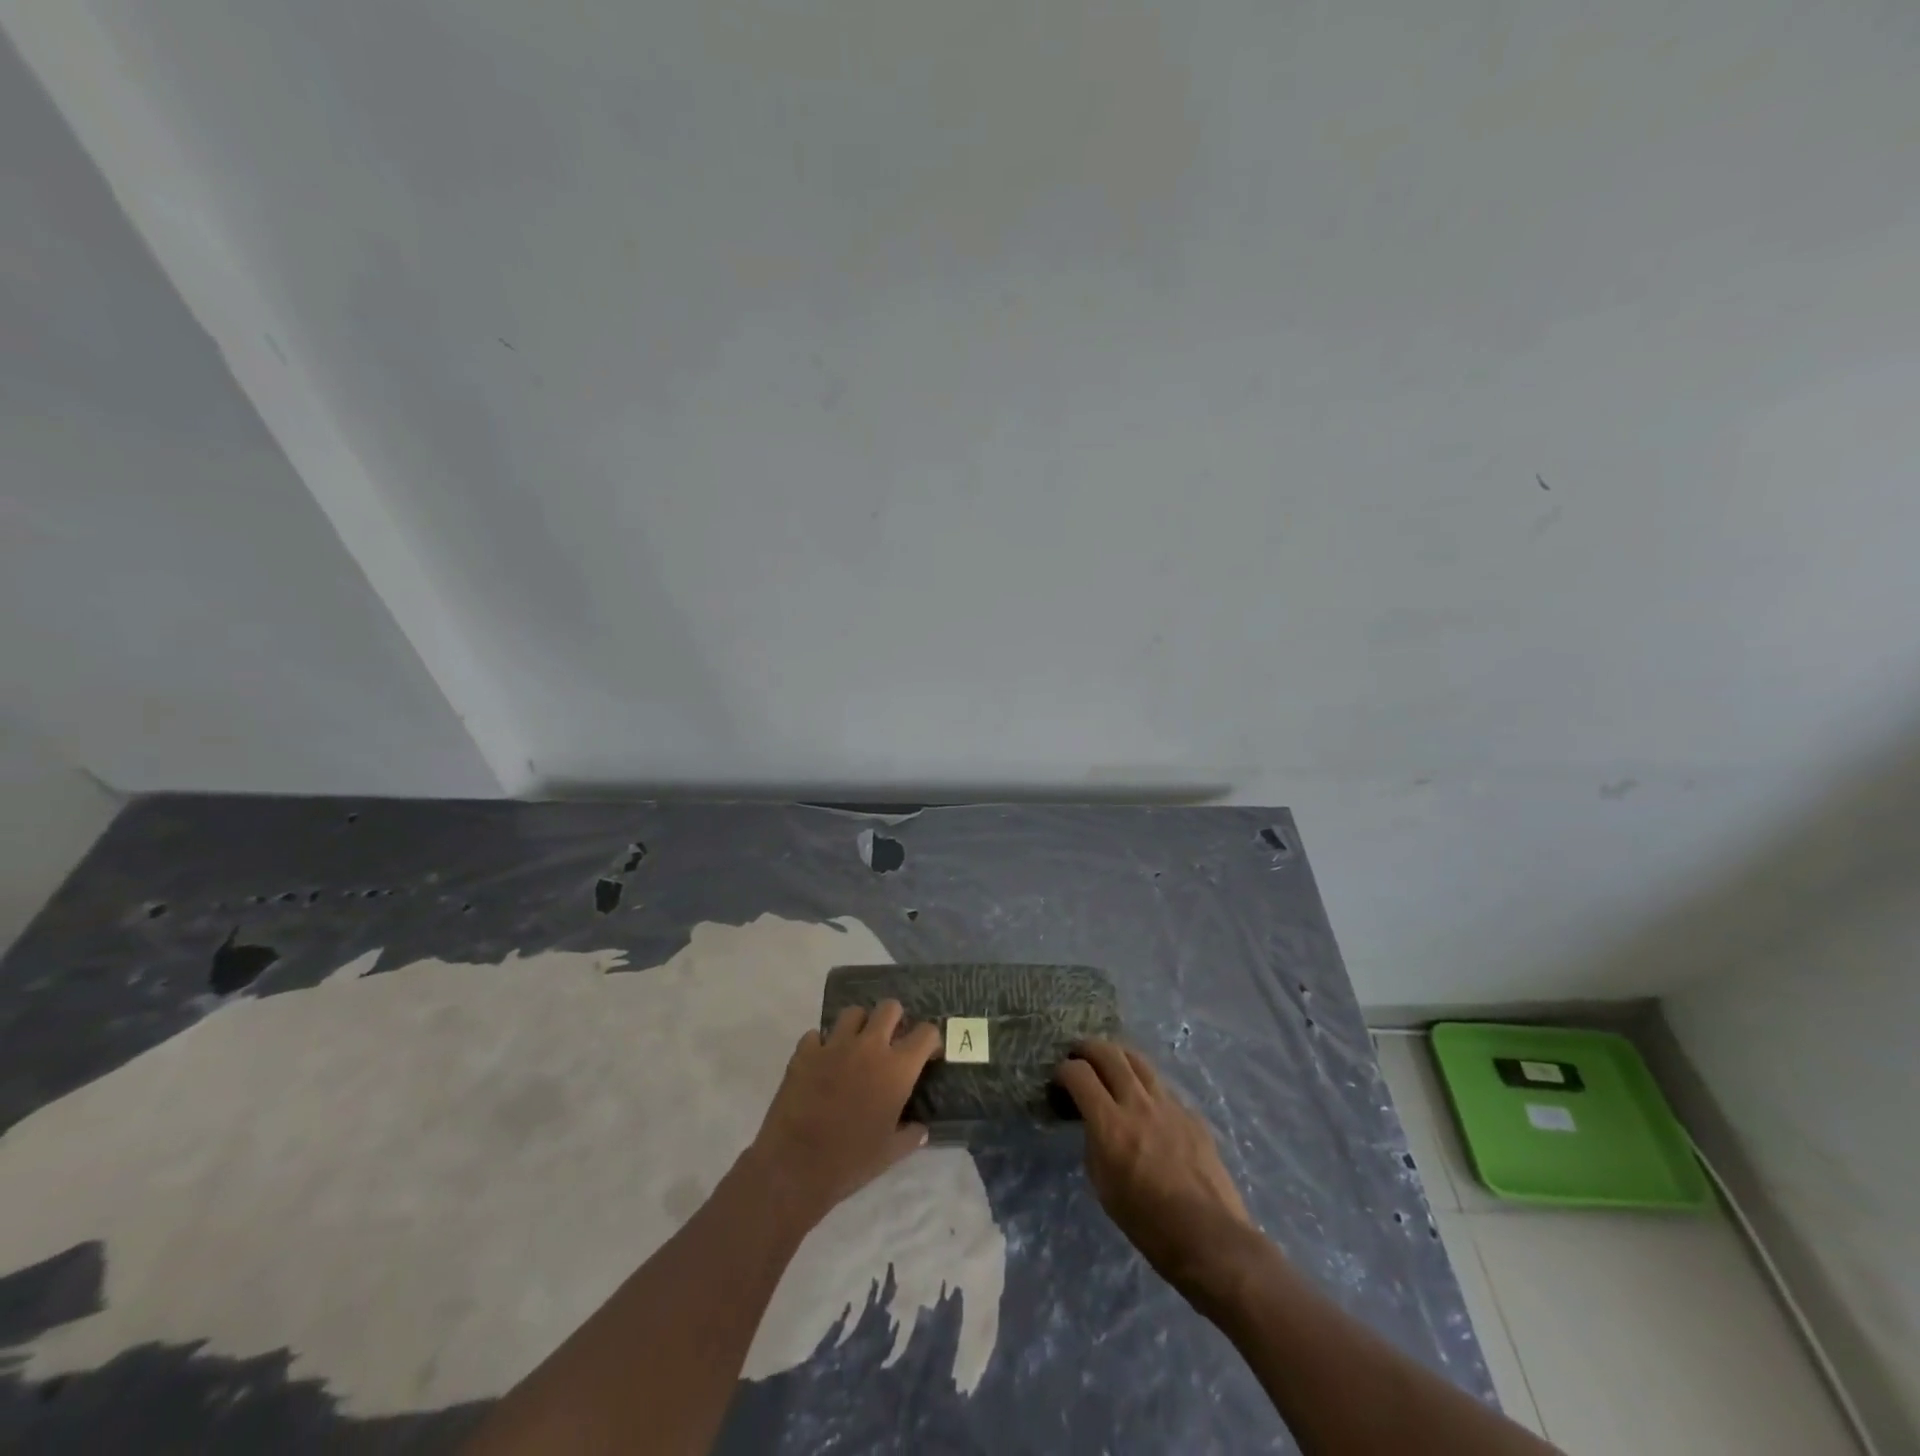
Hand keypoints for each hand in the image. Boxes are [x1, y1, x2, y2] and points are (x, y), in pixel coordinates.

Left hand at [747, 1000, 940, 1225]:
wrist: (795, 1167)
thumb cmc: (850, 1162)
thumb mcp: (890, 1153)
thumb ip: (911, 1135)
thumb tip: (921, 1129)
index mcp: (897, 1069)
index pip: (926, 1033)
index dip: (930, 1040)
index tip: (927, 1054)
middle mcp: (869, 1046)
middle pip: (889, 1008)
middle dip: (894, 1020)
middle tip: (890, 1042)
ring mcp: (834, 1045)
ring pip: (853, 1013)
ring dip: (858, 1026)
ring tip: (854, 1047)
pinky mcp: (805, 1051)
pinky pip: (817, 1035)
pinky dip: (822, 1045)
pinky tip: (821, 1064)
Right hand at [1055, 1040, 1253, 1285]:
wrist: (1210, 1238)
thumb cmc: (1148, 1223)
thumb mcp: (1104, 1185)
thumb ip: (1095, 1142)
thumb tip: (1094, 1123)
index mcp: (1110, 1124)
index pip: (1079, 1073)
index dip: (1063, 1071)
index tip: (1058, 1080)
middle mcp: (1138, 1103)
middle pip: (1108, 1052)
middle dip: (1086, 1049)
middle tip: (1078, 1057)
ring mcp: (1168, 1103)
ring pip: (1137, 1059)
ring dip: (1117, 1056)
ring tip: (1109, 1065)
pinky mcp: (1190, 1113)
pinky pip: (1161, 1086)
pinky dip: (1144, 1084)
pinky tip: (1144, 1102)